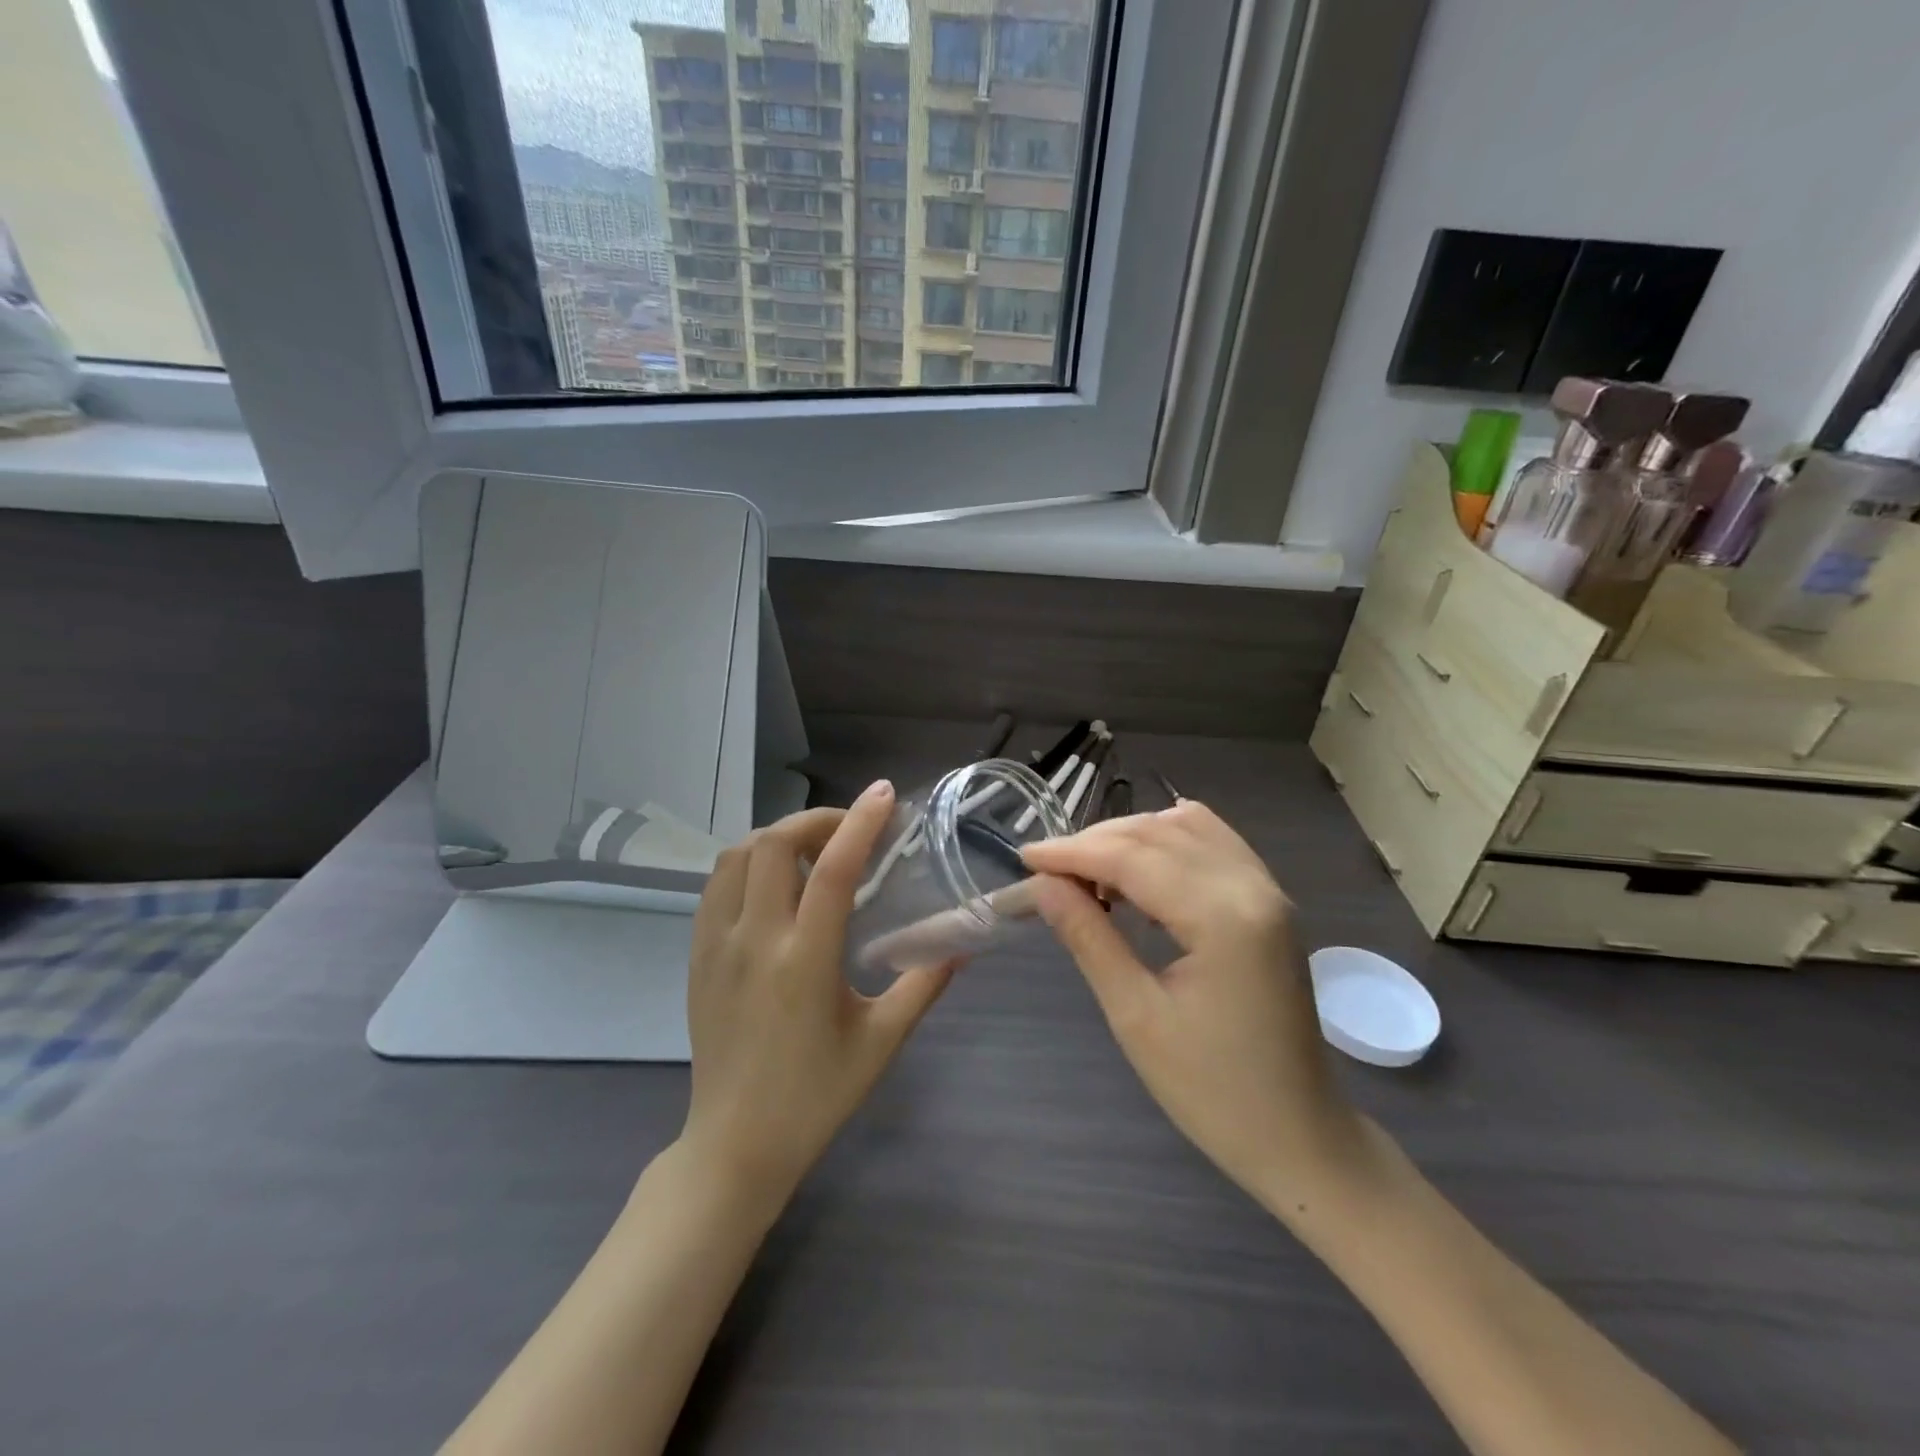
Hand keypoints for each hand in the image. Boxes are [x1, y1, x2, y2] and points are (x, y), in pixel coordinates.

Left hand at [681, 780, 954, 1206]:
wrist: (735, 1144)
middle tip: (851, 827)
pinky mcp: (697, 956)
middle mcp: (754, 941)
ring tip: (813, 847)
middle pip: (774, 845)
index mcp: (804, 962)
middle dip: (816, 819)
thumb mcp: (881, 1042)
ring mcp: (716, 945)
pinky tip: (774, 879)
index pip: (831, 870)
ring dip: (778, 836)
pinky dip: (747, 862)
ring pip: (737, 856)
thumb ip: (923, 984)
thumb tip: (962, 943)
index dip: (860, 823)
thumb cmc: (816, 1096)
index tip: (883, 795)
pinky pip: (716, 885)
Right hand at [1021, 802, 1362, 1213]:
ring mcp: (1267, 890)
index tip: (1024, 857)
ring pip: (1186, 829)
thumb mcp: (1135, 1015)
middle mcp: (1251, 886)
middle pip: (1157, 834)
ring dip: (1131, 838)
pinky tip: (1142, 859)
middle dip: (1095, 843)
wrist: (1299, 1137)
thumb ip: (1088, 937)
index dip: (1072, 853)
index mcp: (1223, 916)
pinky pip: (1215, 843)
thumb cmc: (1212, 1091)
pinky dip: (1169, 840)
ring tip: (1087, 871)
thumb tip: (1041, 884)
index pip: (1132, 858)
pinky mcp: (1270, 902)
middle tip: (1047, 870)